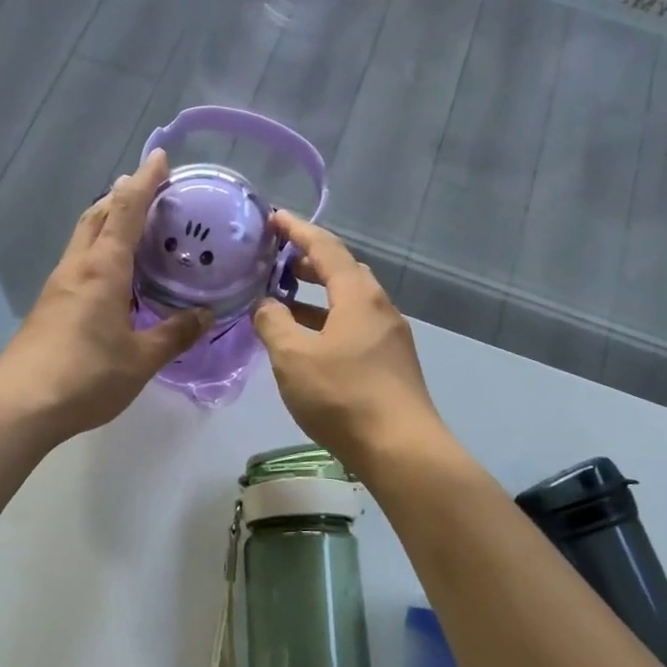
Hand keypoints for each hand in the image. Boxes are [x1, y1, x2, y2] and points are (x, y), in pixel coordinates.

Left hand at [0, 149, 208, 441]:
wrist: (20, 406)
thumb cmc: (86, 376)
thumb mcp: (141, 359)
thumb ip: (174, 334)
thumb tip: (206, 316)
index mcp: (103, 269)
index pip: (125, 210)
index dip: (144, 181)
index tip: (160, 157)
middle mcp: (77, 267)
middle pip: (97, 215)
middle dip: (122, 196)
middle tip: (151, 191)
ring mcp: (58, 285)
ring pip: (84, 238)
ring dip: (108, 222)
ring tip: (137, 227)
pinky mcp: (49, 305)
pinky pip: (79, 262)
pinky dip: (100, 251)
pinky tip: (115, 275)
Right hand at [253, 212, 443, 471]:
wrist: (401, 449)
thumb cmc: (343, 395)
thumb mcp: (293, 357)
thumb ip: (273, 323)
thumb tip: (265, 305)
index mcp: (358, 295)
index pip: (325, 247)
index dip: (297, 230)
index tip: (273, 217)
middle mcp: (379, 307)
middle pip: (342, 271)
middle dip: (307, 262)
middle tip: (275, 262)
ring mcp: (389, 337)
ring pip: (348, 303)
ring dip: (316, 297)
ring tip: (283, 302)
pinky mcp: (390, 364)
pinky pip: (353, 327)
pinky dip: (327, 322)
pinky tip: (307, 343)